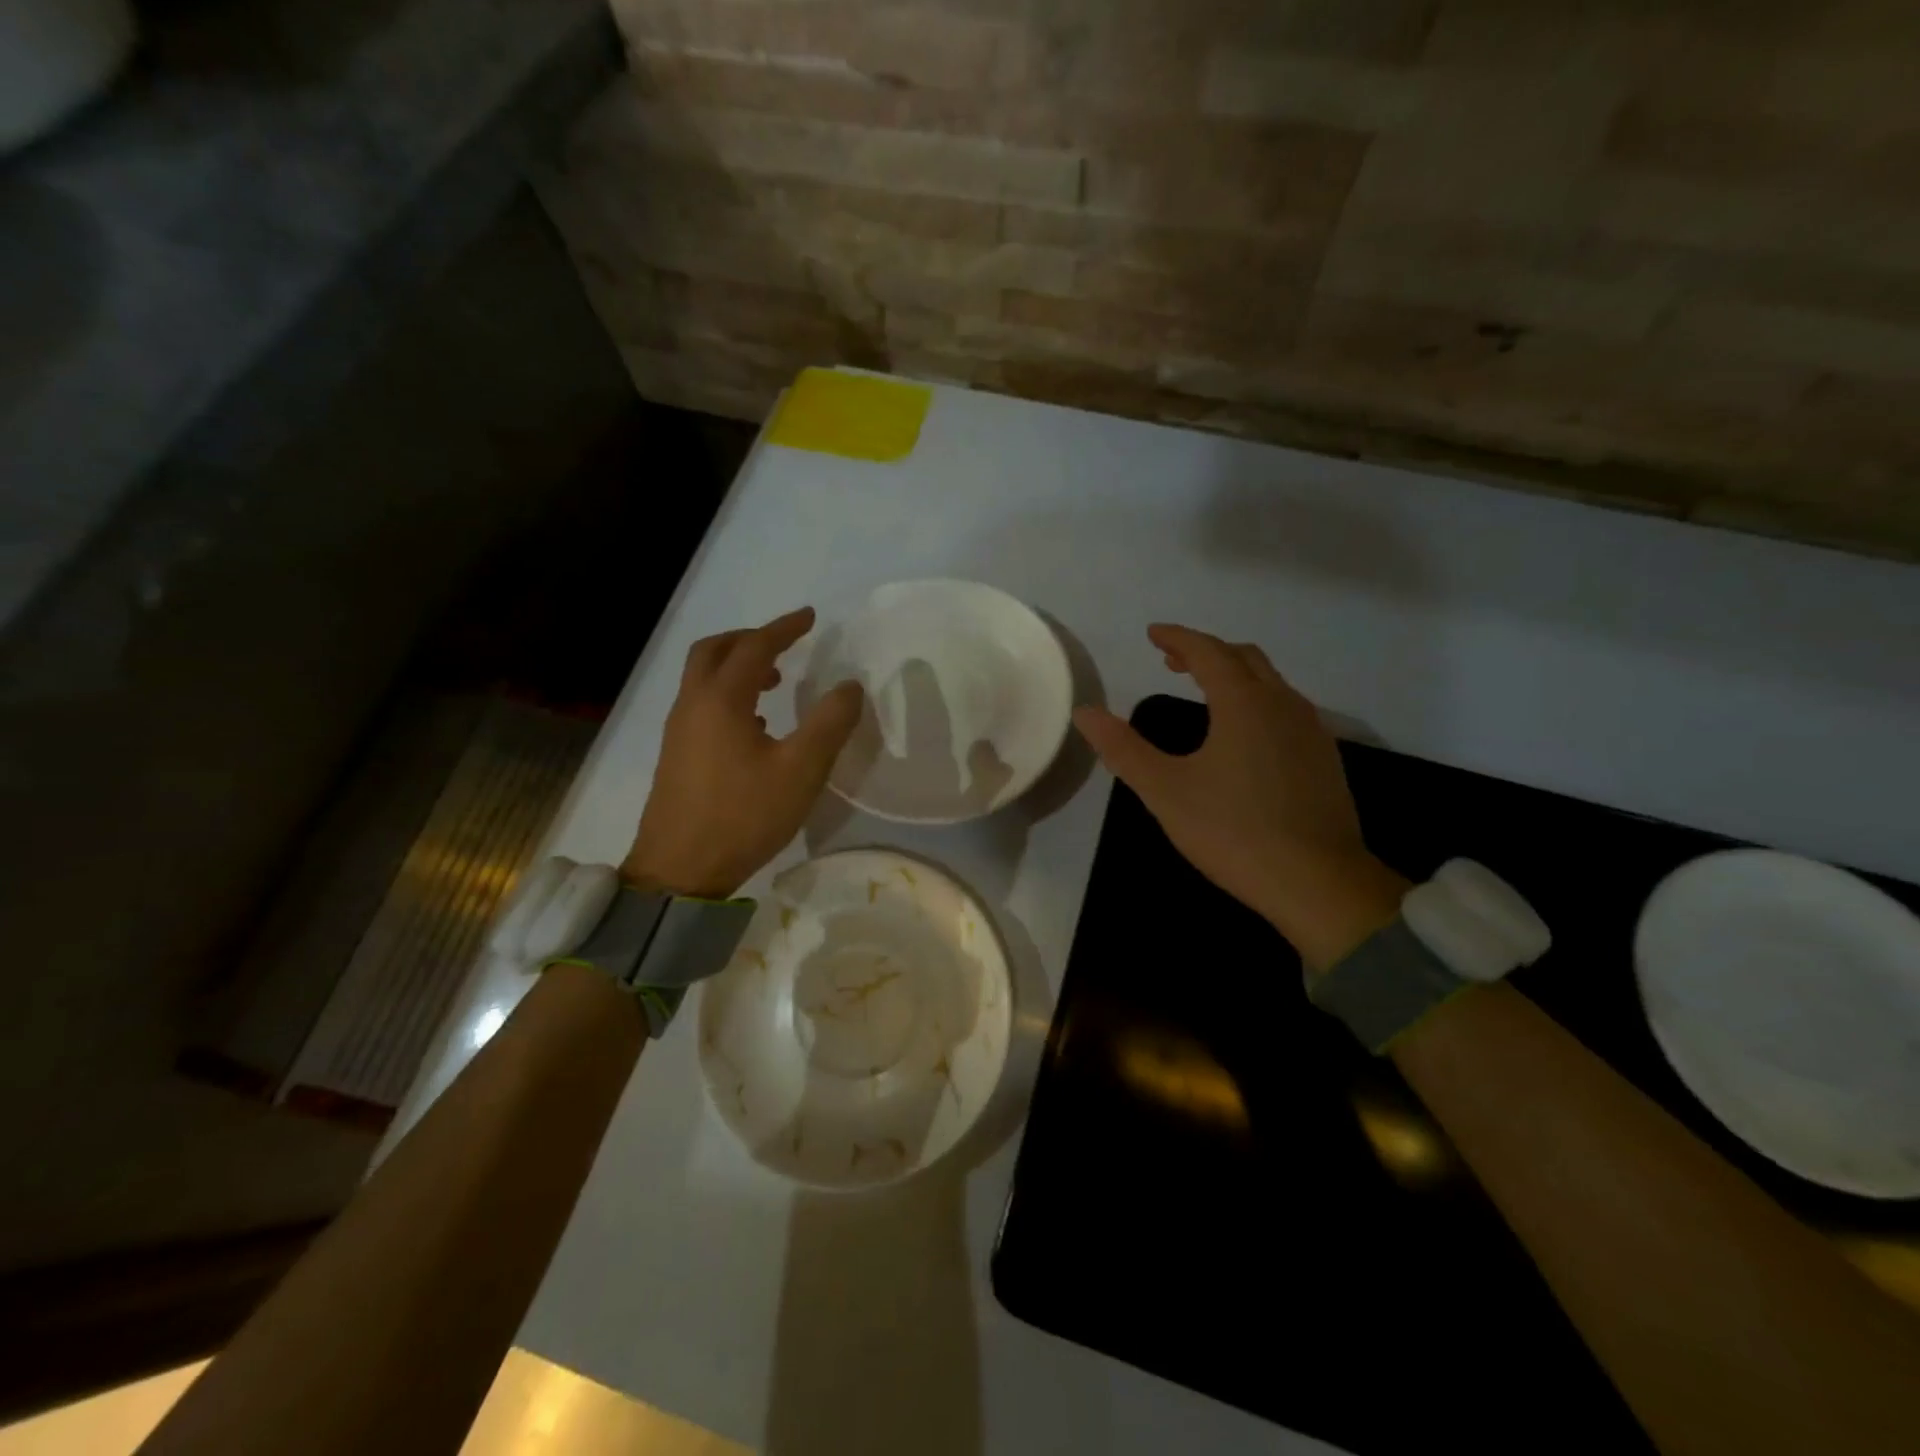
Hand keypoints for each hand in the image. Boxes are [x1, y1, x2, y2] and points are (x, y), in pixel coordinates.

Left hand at [622, 607, 861, 898]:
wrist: (680, 870)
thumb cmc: (743, 816)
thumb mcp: (801, 770)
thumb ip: (829, 723)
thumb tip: (849, 686)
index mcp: (721, 700)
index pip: (755, 647)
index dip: (784, 628)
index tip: (810, 617)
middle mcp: (693, 705)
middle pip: (714, 651)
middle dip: (750, 639)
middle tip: (785, 644)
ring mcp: (679, 731)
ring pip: (703, 678)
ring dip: (737, 667)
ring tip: (775, 683)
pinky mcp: (676, 755)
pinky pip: (701, 703)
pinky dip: (727, 694)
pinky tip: (755, 725)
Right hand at [1072, 624, 1406, 970]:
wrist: (1318, 882)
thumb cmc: (1234, 831)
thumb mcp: (1165, 791)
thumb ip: (1123, 749)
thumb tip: (1085, 712)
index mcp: (1244, 702)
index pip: (1207, 651)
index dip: (1177, 638)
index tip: (1152, 634)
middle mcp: (1283, 704)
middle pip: (1244, 658)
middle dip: (1206, 651)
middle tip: (1172, 660)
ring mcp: (1312, 731)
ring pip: (1271, 682)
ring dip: (1235, 674)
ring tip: (1206, 691)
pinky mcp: (1326, 759)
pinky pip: (1287, 709)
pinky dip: (1258, 701)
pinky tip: (1246, 734)